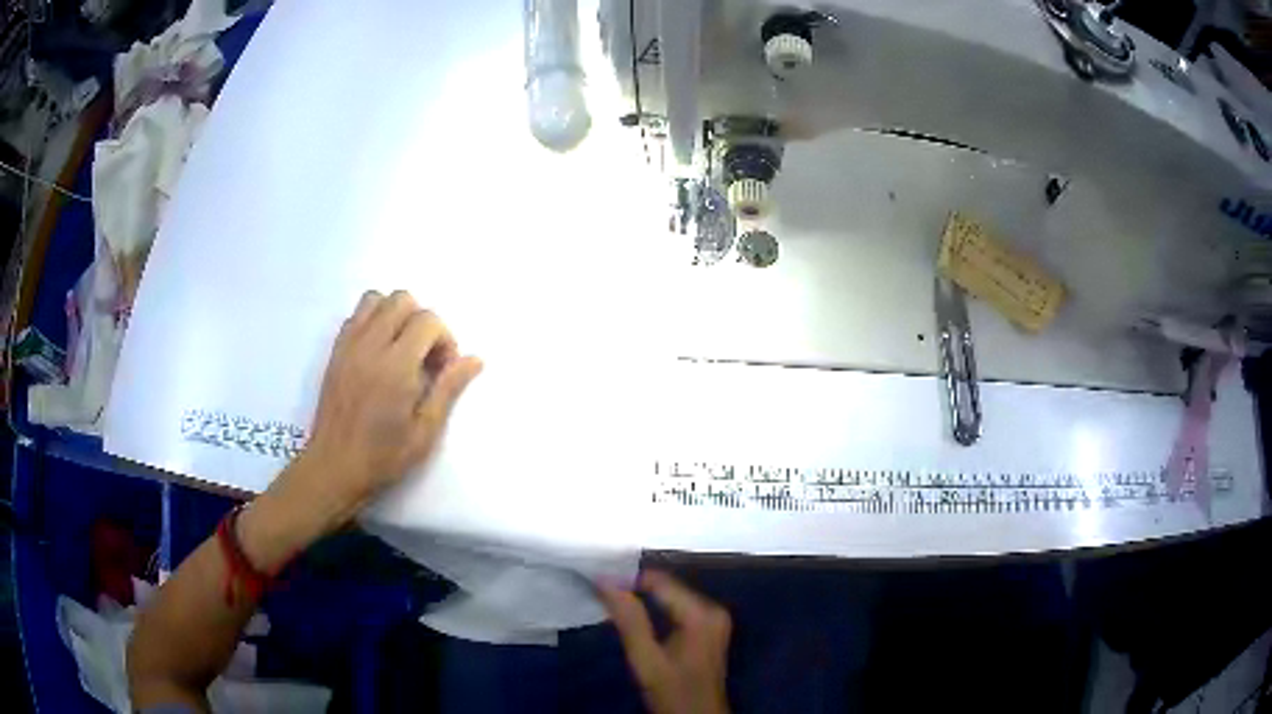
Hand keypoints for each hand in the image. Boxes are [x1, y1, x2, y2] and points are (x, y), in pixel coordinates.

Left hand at [295, 290, 482, 519]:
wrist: (334, 467)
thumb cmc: (383, 457)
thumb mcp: (425, 431)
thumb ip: (448, 389)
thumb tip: (475, 359)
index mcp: (396, 367)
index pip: (427, 320)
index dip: (444, 338)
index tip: (443, 368)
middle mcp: (371, 346)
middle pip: (402, 300)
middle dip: (422, 321)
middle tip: (425, 356)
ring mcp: (349, 345)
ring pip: (377, 299)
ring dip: (395, 314)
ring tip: (401, 348)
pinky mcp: (336, 351)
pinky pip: (356, 315)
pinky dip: (373, 321)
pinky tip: (379, 352)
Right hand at [600, 571, 731, 713]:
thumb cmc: (673, 693)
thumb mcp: (646, 660)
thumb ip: (629, 621)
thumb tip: (606, 581)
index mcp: (702, 614)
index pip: (660, 581)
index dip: (627, 578)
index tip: (597, 579)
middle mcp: (713, 609)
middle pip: (667, 587)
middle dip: (634, 588)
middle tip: (601, 590)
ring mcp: (713, 619)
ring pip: (670, 596)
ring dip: (643, 598)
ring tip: (611, 599)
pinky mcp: (708, 628)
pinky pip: (677, 608)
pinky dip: (655, 608)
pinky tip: (632, 614)